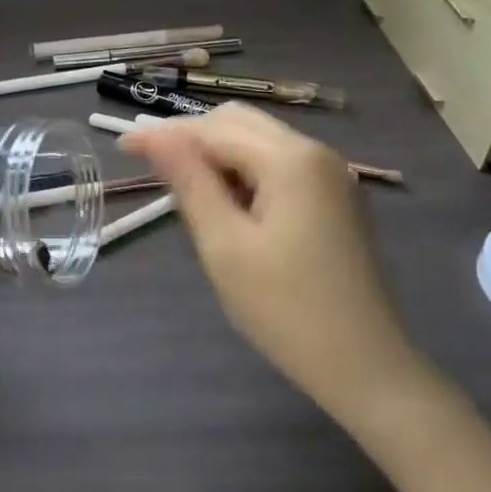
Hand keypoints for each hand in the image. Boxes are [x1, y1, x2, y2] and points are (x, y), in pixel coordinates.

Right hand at [124, 103, 430, 428]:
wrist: (368, 368)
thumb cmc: (286, 310)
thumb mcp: (225, 246)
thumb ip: (189, 182)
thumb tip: (156, 136)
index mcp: (290, 159)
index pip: (212, 129)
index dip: (164, 135)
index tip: (122, 149)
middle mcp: (315, 152)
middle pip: (238, 123)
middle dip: (192, 138)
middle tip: (154, 170)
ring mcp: (331, 174)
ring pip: (259, 141)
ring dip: (218, 155)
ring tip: (186, 191)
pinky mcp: (336, 198)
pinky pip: (279, 164)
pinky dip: (245, 171)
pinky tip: (228, 204)